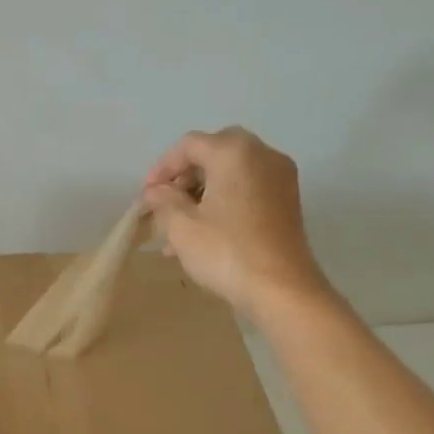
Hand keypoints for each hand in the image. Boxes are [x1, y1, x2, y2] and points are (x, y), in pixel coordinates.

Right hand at [142, 126, 328, 317]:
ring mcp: (280, 177)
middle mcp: (262, 154)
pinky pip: (247, 189)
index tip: (146, 196)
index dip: (162, 168)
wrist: (281, 288)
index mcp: (234, 152)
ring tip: (178, 227)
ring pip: (231, 174)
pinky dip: (224, 202)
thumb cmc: (225, 251)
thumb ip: (163, 201)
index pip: (189, 145)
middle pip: (213, 154)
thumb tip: (155, 191)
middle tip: (165, 204)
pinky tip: (204, 232)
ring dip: (202, 193)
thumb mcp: (182, 226)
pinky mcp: (287, 201)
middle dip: (185, 178)